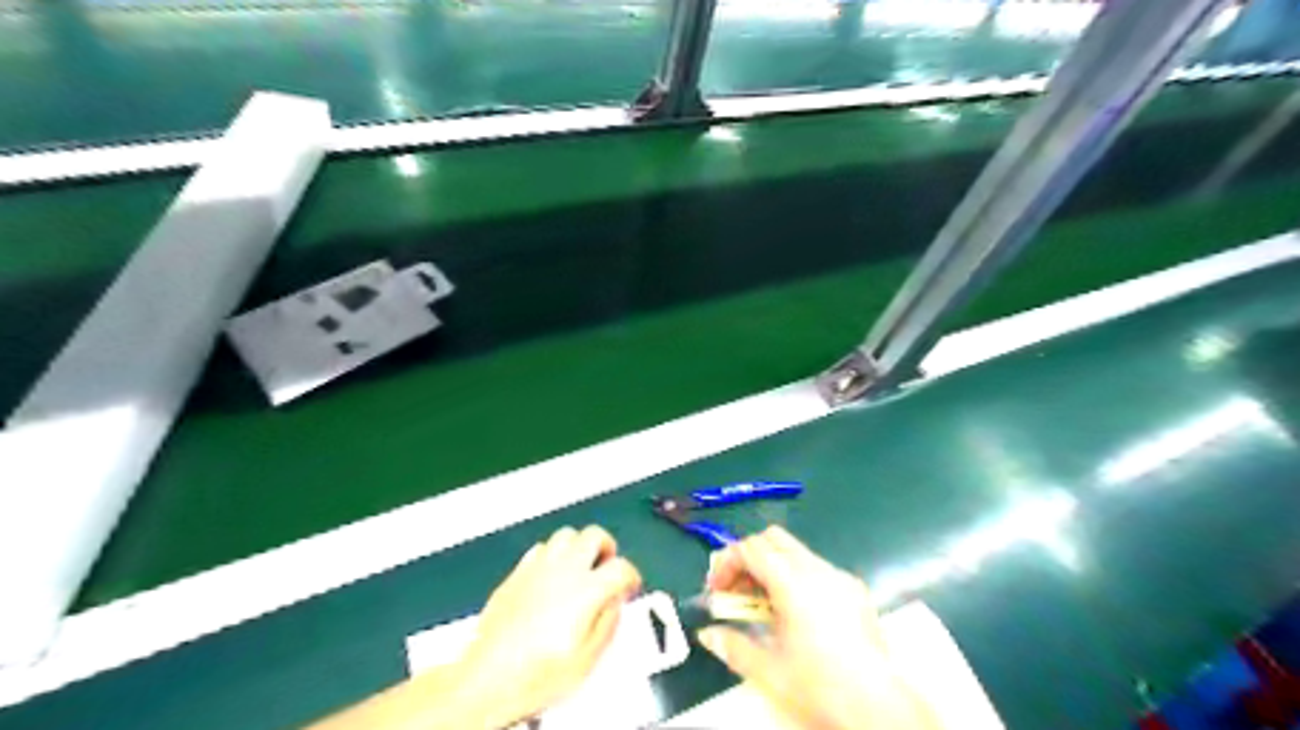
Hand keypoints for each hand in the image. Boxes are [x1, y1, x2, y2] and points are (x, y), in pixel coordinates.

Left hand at [454, 526, 640, 726]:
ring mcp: (537, 568)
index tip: (629, 587)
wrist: (489, 679)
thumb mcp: (587, 659)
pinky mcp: (516, 574)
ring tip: (582, 566)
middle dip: (607, 548)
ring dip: (579, 547)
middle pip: (594, 535)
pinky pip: (540, 548)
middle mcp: (563, 570)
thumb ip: (607, 624)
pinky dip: (553, 554)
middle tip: (608, 565)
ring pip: (566, 535)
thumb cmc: (535, 674)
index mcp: (586, 590)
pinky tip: (552, 574)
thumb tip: (614, 605)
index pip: (621, 567)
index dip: (630, 576)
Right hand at [701, 529, 935, 726]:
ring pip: (796, 551)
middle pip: (773, 539)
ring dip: (772, 567)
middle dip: (749, 558)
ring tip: (764, 605)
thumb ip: (732, 646)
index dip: (727, 563)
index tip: (717, 591)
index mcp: (793, 582)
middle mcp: (817, 569)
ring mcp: (839, 576)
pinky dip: (796, 577)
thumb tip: (706, 634)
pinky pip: (817, 567)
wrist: (879, 707)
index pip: (750, 548)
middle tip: (738, 591)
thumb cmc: (819, 686)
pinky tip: (797, 613)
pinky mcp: (855, 589)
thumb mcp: (768, 670)